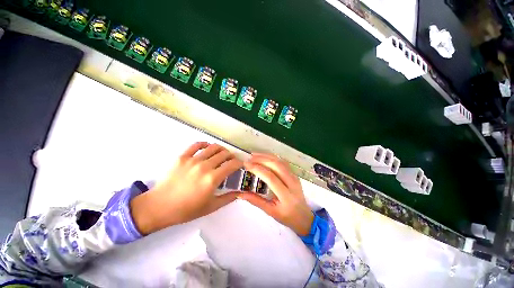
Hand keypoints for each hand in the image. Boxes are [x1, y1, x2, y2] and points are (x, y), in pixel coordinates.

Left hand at [130, 142, 242, 234]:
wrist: (159, 206)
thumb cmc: (186, 209)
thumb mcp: (211, 207)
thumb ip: (228, 198)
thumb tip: (240, 192)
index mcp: (212, 178)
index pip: (232, 164)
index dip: (240, 163)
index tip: (241, 165)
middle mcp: (205, 166)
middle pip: (224, 154)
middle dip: (232, 156)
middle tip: (232, 160)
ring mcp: (193, 160)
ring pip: (213, 147)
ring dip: (221, 149)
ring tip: (222, 154)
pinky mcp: (182, 157)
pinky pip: (196, 145)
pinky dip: (204, 144)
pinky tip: (207, 147)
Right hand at [239, 153, 313, 235]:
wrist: (304, 217)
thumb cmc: (287, 217)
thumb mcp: (271, 212)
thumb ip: (256, 201)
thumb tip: (240, 194)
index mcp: (286, 195)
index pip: (271, 177)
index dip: (258, 169)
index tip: (246, 164)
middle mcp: (292, 183)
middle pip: (277, 165)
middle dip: (262, 159)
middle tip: (249, 158)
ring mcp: (294, 177)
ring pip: (280, 162)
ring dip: (267, 156)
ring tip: (254, 155)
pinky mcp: (294, 174)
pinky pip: (283, 162)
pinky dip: (273, 157)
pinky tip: (265, 157)